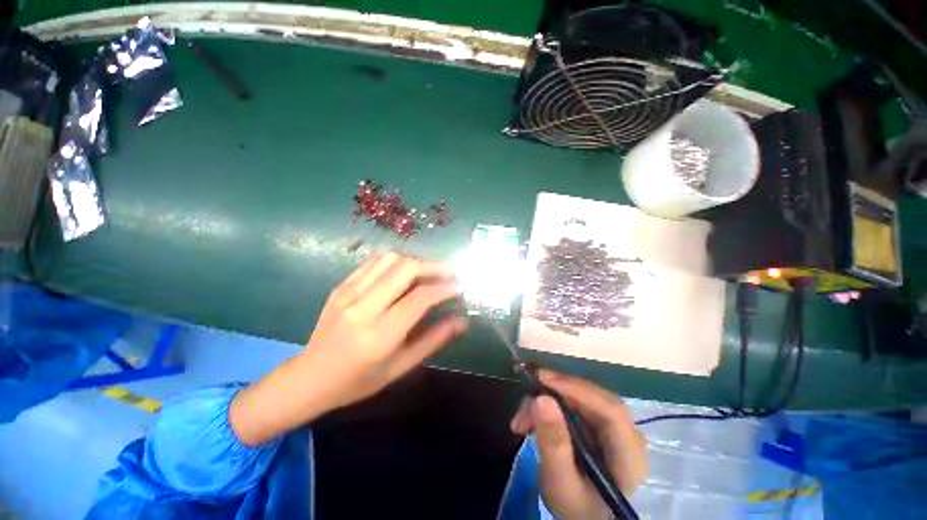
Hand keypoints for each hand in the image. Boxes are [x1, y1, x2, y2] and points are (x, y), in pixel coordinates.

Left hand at [230, 253, 467, 445]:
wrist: (310, 377)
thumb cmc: (359, 380)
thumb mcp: (401, 367)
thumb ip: (434, 340)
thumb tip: (462, 321)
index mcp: (380, 335)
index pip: (421, 298)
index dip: (446, 288)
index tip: (460, 286)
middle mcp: (363, 307)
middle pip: (406, 269)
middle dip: (434, 267)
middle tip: (449, 274)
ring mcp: (348, 293)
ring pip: (390, 259)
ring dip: (415, 262)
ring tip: (428, 274)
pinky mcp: (341, 286)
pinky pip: (373, 262)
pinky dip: (396, 262)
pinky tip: (404, 273)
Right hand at [510, 370, 647, 519]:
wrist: (584, 515)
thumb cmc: (577, 507)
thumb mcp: (560, 482)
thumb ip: (553, 443)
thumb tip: (541, 398)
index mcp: (629, 455)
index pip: (610, 410)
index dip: (577, 389)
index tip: (542, 379)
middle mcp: (627, 433)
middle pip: (593, 398)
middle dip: (556, 393)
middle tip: (526, 397)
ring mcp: (614, 426)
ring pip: (579, 396)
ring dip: (547, 400)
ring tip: (522, 420)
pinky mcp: (599, 422)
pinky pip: (573, 402)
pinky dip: (549, 406)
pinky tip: (530, 419)